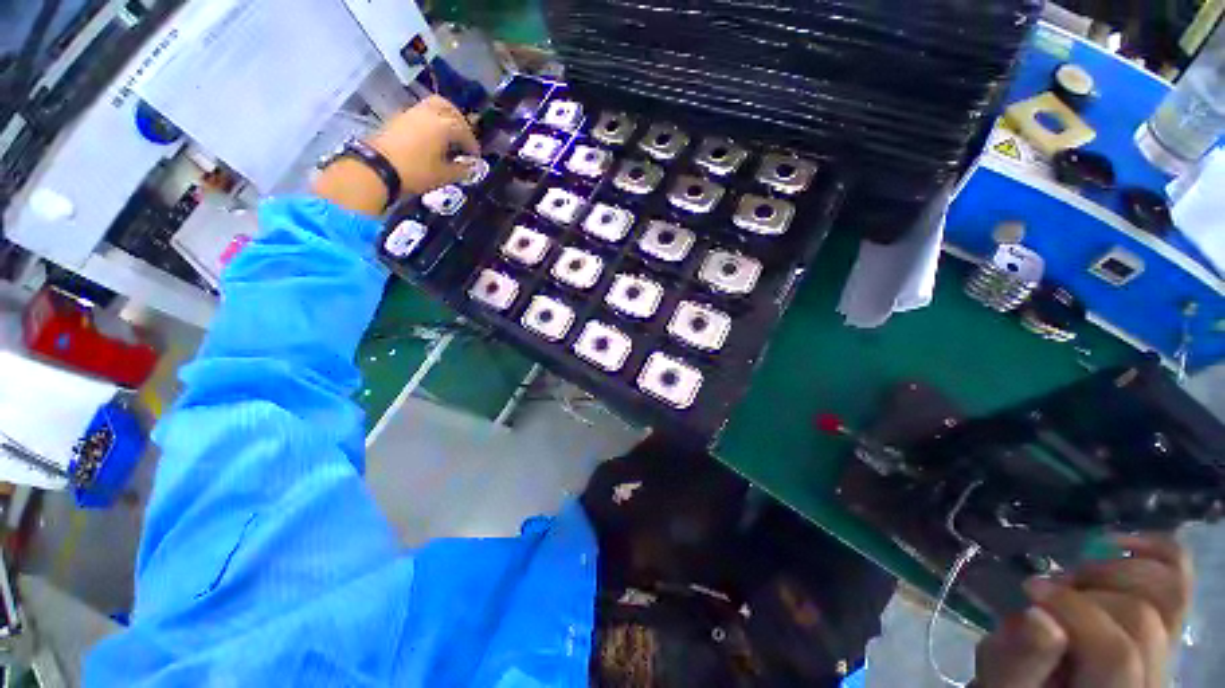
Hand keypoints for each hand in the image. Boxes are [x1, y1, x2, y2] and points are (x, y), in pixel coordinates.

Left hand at [368, 95, 479, 194]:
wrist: (379, 167)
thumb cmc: (416, 171)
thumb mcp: (444, 175)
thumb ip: (461, 170)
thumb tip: (471, 167)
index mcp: (443, 125)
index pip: (464, 130)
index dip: (472, 145)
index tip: (475, 157)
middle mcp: (429, 113)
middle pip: (449, 108)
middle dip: (460, 121)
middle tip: (464, 137)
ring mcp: (412, 113)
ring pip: (433, 106)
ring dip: (445, 117)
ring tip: (449, 135)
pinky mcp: (399, 118)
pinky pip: (421, 113)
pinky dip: (431, 120)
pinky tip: (432, 137)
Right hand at [975, 535, 1191, 687]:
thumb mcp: (1002, 682)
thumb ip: (1018, 659)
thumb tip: (1039, 615)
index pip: (1114, 652)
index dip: (1073, 611)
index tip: (1028, 591)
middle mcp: (1152, 682)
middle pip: (1141, 619)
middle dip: (1087, 592)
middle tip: (1046, 590)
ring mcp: (1168, 654)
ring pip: (1169, 593)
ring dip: (1115, 571)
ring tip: (1074, 578)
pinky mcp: (1168, 629)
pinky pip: (1180, 580)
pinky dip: (1154, 550)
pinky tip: (1117, 544)